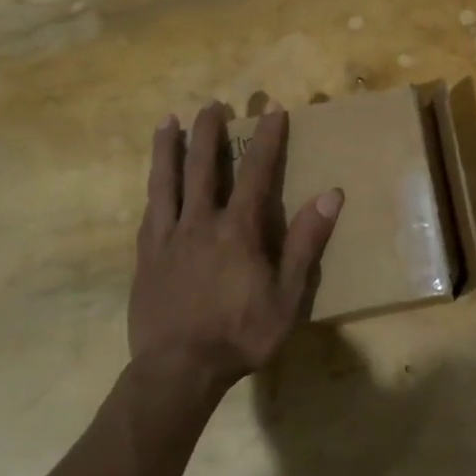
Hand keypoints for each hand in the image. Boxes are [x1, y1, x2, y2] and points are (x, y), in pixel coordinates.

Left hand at [130, 104, 342, 392]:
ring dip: (169, 148)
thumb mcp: (287, 296)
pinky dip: (154, 189)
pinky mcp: (145, 258)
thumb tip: (330, 195)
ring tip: (167, 120)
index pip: (256, 172)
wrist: (178, 371)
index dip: (267, 138)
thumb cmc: (240, 335)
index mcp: (238, 230)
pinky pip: (148, 213)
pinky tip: (153, 181)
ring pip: (166, 182)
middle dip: (209, 132)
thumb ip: (305, 243)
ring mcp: (167, 239)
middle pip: (203, 167)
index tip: (272, 108)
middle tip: (212, 103)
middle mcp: (200, 223)